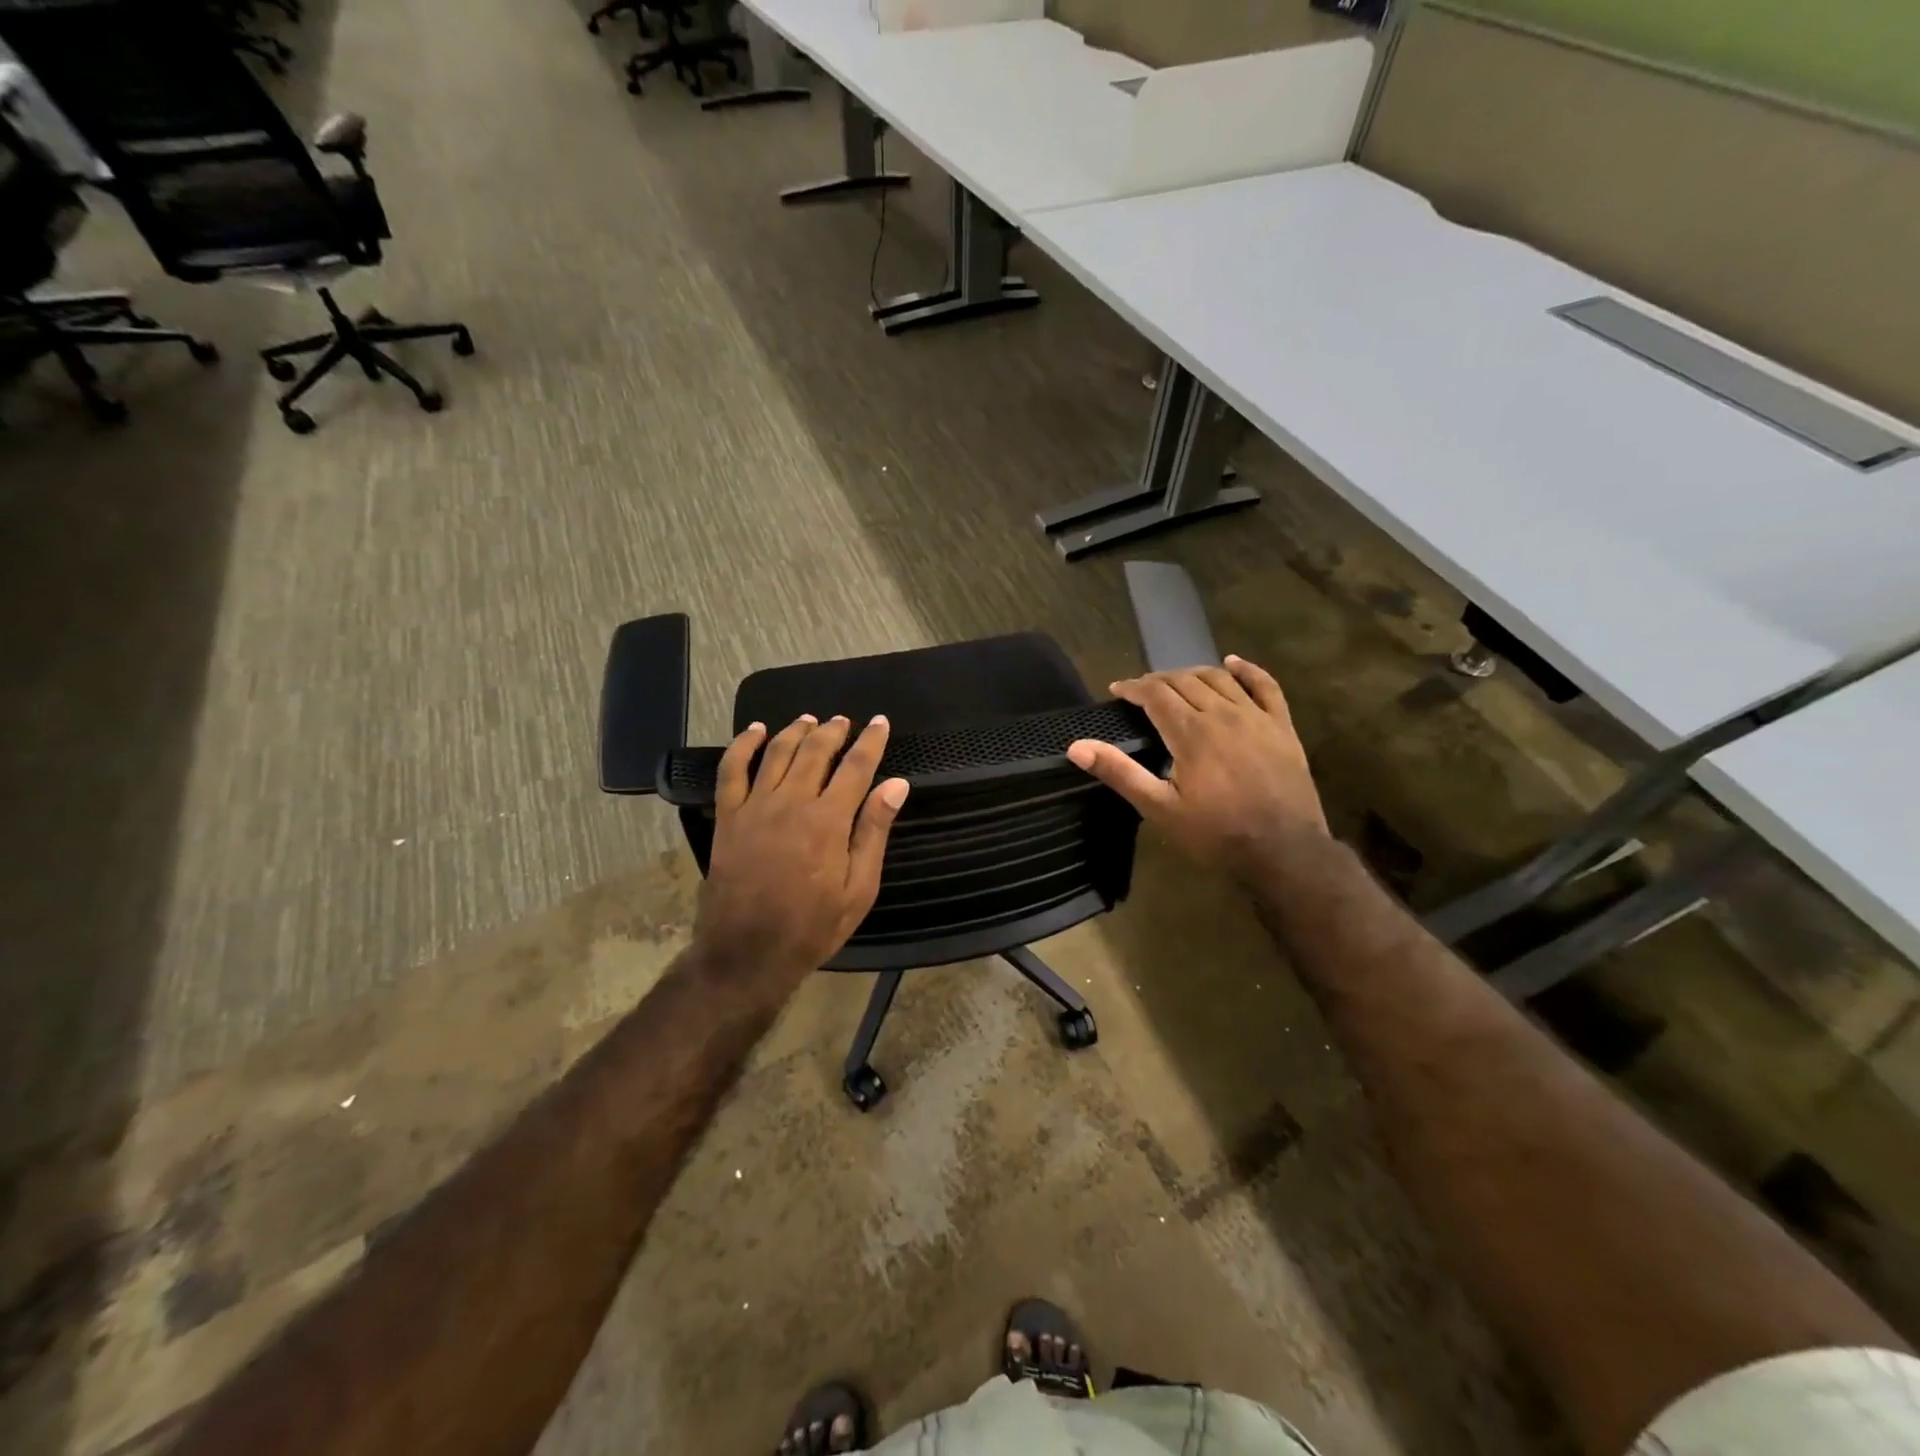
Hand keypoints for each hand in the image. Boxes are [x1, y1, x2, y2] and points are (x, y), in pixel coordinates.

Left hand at [693, 714, 910, 977]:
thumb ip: (874, 832)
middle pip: (816, 751)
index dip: (871, 741)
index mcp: (828, 820)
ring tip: (811, 720)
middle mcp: (792, 802)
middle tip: (846, 721)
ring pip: (777, 752)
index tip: (881, 723)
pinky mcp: (728, 817)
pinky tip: (755, 731)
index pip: (856, 767)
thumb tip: (896, 785)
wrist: (747, 954)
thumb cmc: (812, 927)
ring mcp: (755, 807)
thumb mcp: (858, 889)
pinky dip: (743, 745)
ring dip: (796, 731)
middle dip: (834, 731)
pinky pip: (731, 770)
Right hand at [1067, 656, 1327, 881]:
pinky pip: (1266, 686)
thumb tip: (1076, 747)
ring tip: (1176, 681)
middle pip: (1185, 681)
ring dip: (1192, 674)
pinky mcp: (1282, 727)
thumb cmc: (1215, 834)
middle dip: (1158, 680)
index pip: (1155, 694)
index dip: (1133, 688)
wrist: (1283, 851)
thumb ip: (1120, 773)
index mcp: (1190, 732)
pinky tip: (1232, 663)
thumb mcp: (1160, 808)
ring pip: (1219, 678)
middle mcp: (1222, 714)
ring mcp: (1256, 717)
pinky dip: (1247, 670)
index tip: (1117, 690)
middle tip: (1142, 691)